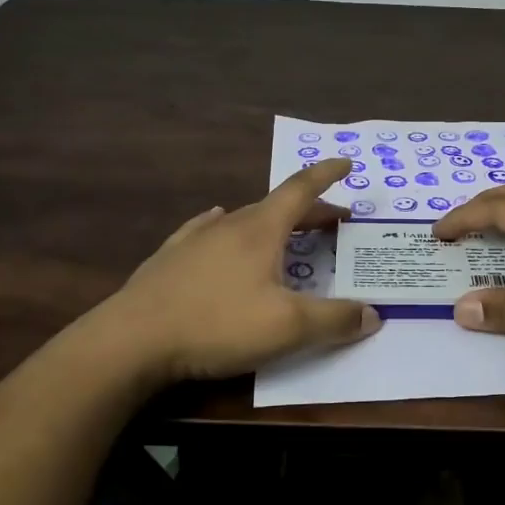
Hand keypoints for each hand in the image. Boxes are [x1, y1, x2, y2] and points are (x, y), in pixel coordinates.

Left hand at [96, 158, 380, 383]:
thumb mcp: (287, 327)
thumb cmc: (217, 325)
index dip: (327, 175)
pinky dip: (225, 228)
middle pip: (277, 207)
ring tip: (285, 233)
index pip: (301, 190)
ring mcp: (194, 240)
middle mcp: (228, 225)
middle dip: (311, 211)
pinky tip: (214, 226)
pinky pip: (205, 232)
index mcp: (261, 230)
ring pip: (242, 220)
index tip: (346, 163)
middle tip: (335, 221)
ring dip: (272, 223)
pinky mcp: (169, 260)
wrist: (131, 340)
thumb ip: (334, 320)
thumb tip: (373, 314)